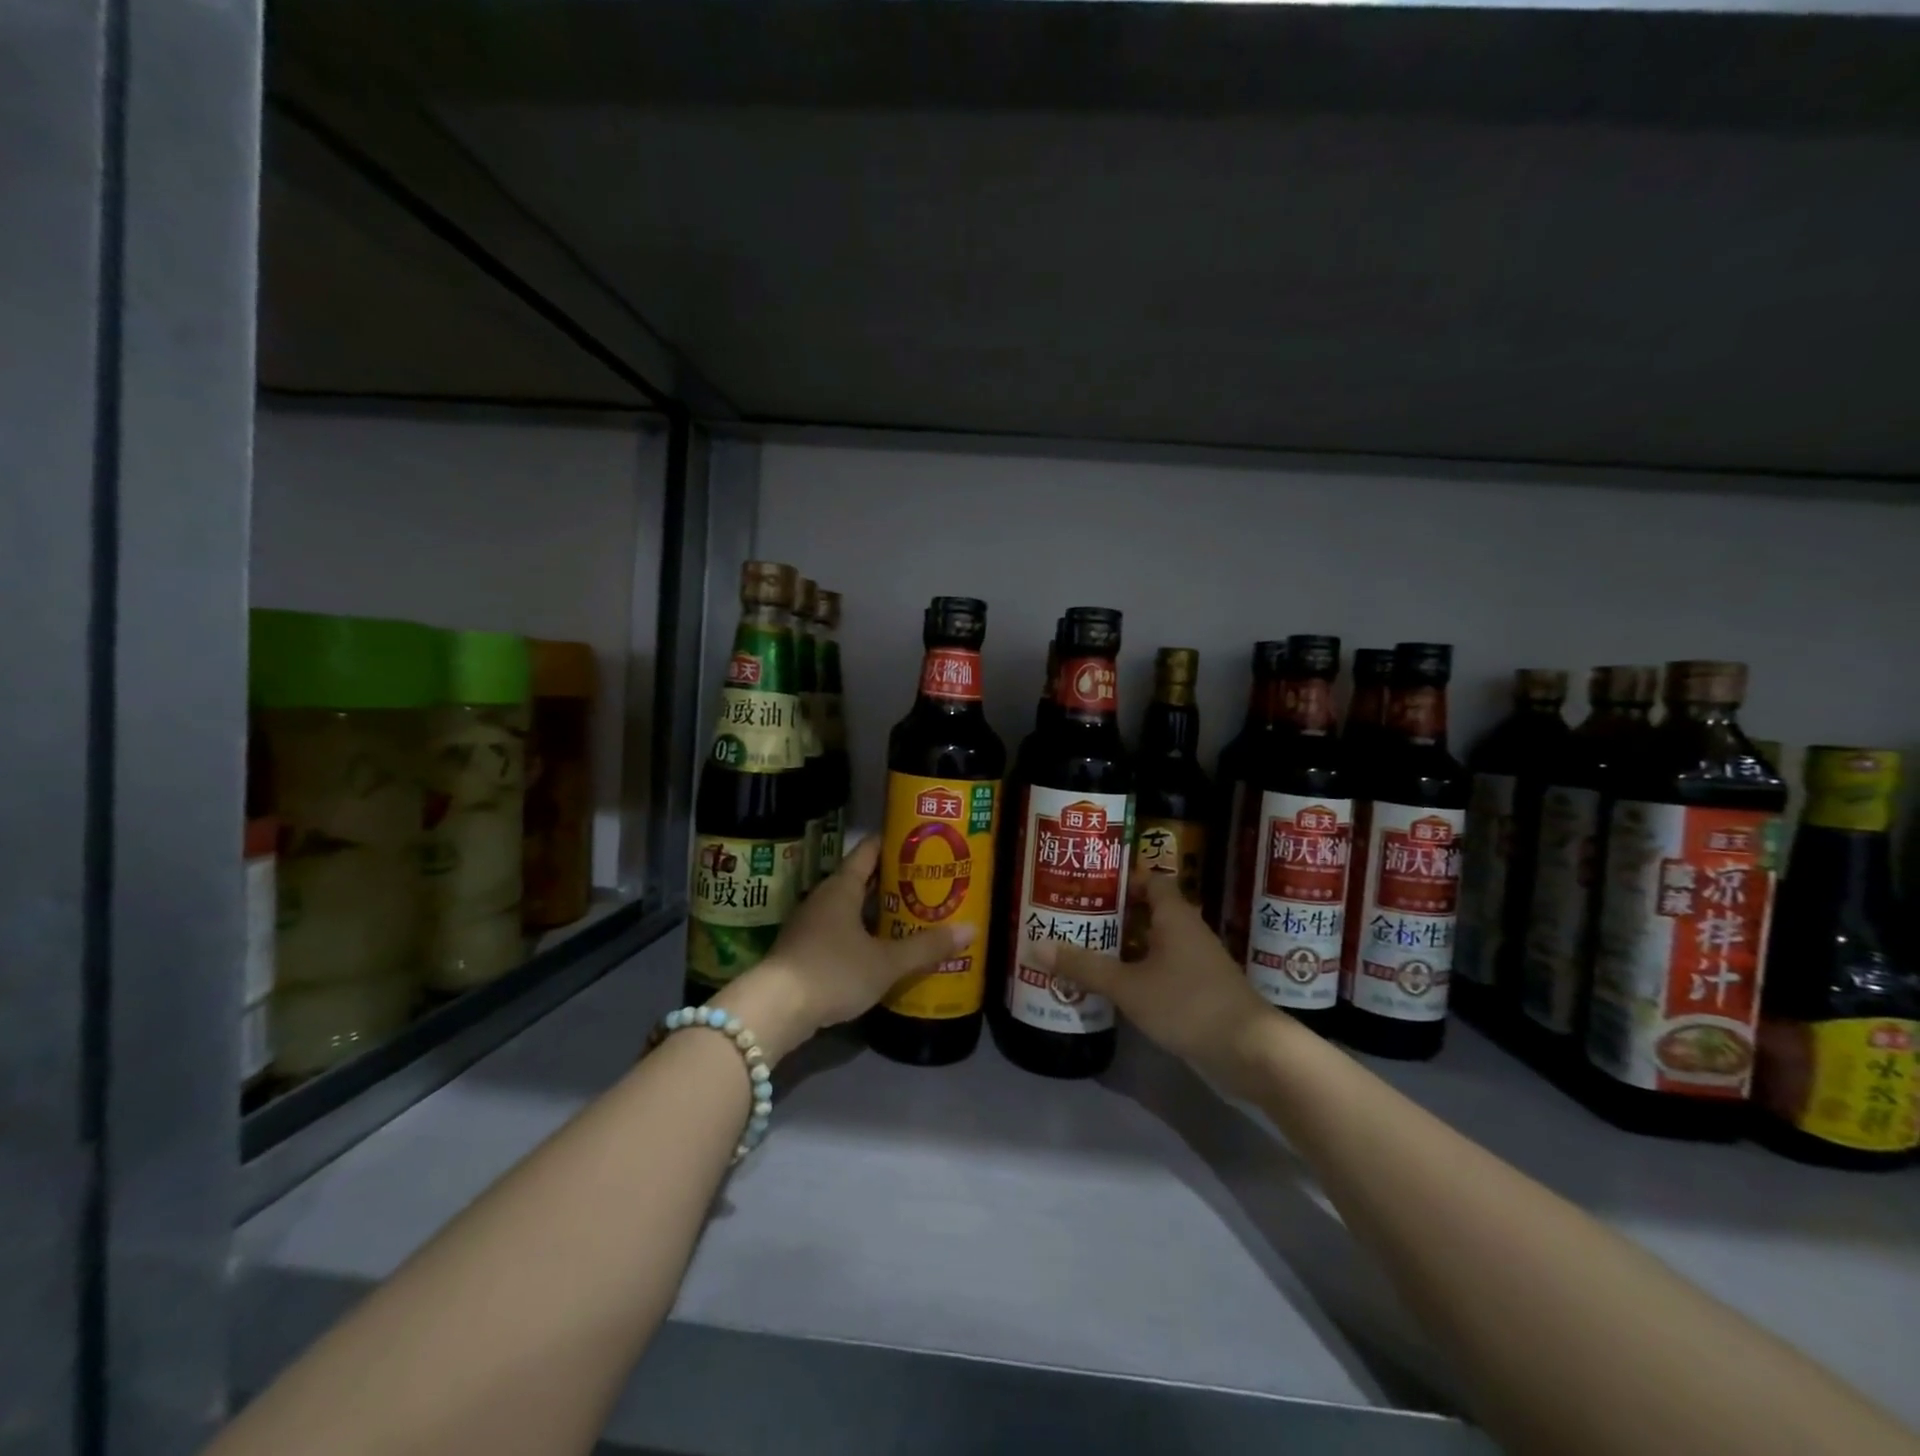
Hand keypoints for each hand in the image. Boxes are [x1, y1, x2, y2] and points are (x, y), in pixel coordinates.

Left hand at [712, 837, 970, 1063]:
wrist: (774, 1010)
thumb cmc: (833, 972)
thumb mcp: (886, 963)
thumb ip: (926, 947)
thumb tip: (971, 929)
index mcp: (842, 887)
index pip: (869, 851)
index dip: (893, 843)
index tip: (920, 841)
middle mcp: (824, 898)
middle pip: (861, 879)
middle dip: (892, 880)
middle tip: (928, 882)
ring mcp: (810, 924)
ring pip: (850, 907)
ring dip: (877, 910)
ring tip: (912, 915)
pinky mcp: (804, 950)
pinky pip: (840, 931)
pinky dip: (862, 933)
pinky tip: (881, 949)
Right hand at [1031, 870, 1277, 1094]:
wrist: (1251, 1051)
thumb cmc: (1188, 1003)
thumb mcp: (1129, 985)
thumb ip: (1084, 966)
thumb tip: (1034, 946)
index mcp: (1174, 915)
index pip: (1149, 880)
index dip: (1121, 879)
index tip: (1088, 885)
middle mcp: (1187, 930)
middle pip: (1147, 912)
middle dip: (1113, 916)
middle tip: (1074, 919)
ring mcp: (1196, 962)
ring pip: (1153, 943)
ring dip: (1124, 947)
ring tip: (1083, 950)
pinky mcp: (1200, 990)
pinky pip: (1162, 968)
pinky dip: (1138, 972)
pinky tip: (1113, 986)